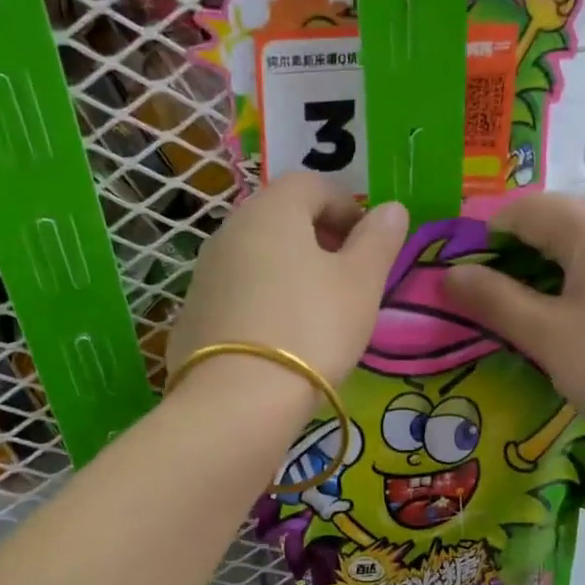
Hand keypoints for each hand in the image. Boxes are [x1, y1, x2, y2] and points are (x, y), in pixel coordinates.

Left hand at [168, 173, 408, 386]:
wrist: (237, 400)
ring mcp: (205, 272)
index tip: (369, 246)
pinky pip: (238, 292)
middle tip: (347, 278)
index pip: (313, 184)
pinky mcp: (193, 313)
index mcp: (272, 209)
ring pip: (257, 256)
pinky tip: (279, 338)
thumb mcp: (361, 283)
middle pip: (281, 218)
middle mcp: (230, 230)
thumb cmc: (311, 328)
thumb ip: (379, 240)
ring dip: (289, 271)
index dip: (349, 208)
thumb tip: (391, 209)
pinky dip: (263, 300)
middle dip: (319, 239)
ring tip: (316, 312)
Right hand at [443, 193, 584, 463]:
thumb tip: (448, 274)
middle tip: (471, 288)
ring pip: (574, 247)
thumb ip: (493, 299)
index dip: (484, 229)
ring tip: (502, 305)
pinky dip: (562, 282)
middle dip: (507, 249)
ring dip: (533, 268)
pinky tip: (547, 316)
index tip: (452, 264)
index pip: (528, 207)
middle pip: (553, 222)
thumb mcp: (544, 334)